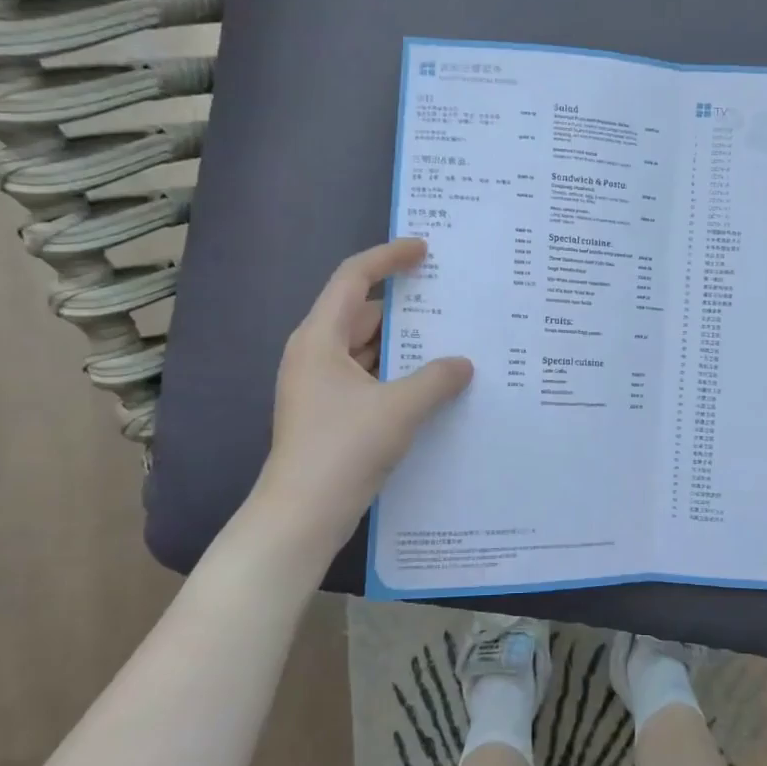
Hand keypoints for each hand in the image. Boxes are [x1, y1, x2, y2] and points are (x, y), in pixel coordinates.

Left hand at [251, 238, 472, 563]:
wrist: (302, 515)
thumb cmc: (343, 449)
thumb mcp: (399, 409)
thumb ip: (437, 379)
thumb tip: (464, 364)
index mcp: (320, 338)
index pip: (353, 278)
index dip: (388, 258)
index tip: (424, 250)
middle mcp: (316, 354)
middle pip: (360, 312)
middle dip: (403, 305)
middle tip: (447, 299)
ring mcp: (321, 386)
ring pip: (366, 348)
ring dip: (402, 344)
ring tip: (448, 339)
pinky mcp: (330, 413)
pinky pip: (367, 377)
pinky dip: (396, 373)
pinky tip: (429, 383)